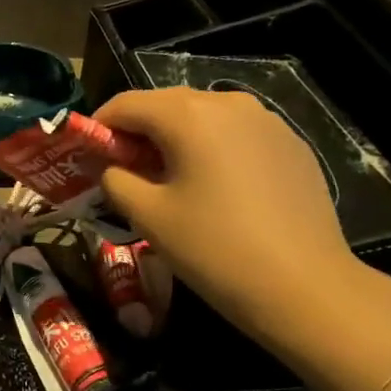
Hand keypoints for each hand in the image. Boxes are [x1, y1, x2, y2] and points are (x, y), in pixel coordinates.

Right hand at [95, 87, 379, 348]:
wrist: (305, 287)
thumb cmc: (214, 249)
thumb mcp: (148, 216)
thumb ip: (115, 179)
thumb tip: (111, 167)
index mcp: (189, 114)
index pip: (126, 104)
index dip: (98, 126)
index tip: (85, 156)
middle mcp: (229, 103)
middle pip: (166, 106)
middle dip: (138, 133)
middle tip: (123, 172)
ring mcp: (267, 121)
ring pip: (204, 118)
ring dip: (176, 140)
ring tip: (169, 181)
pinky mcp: (291, 144)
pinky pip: (236, 135)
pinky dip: (213, 151)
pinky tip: (215, 189)